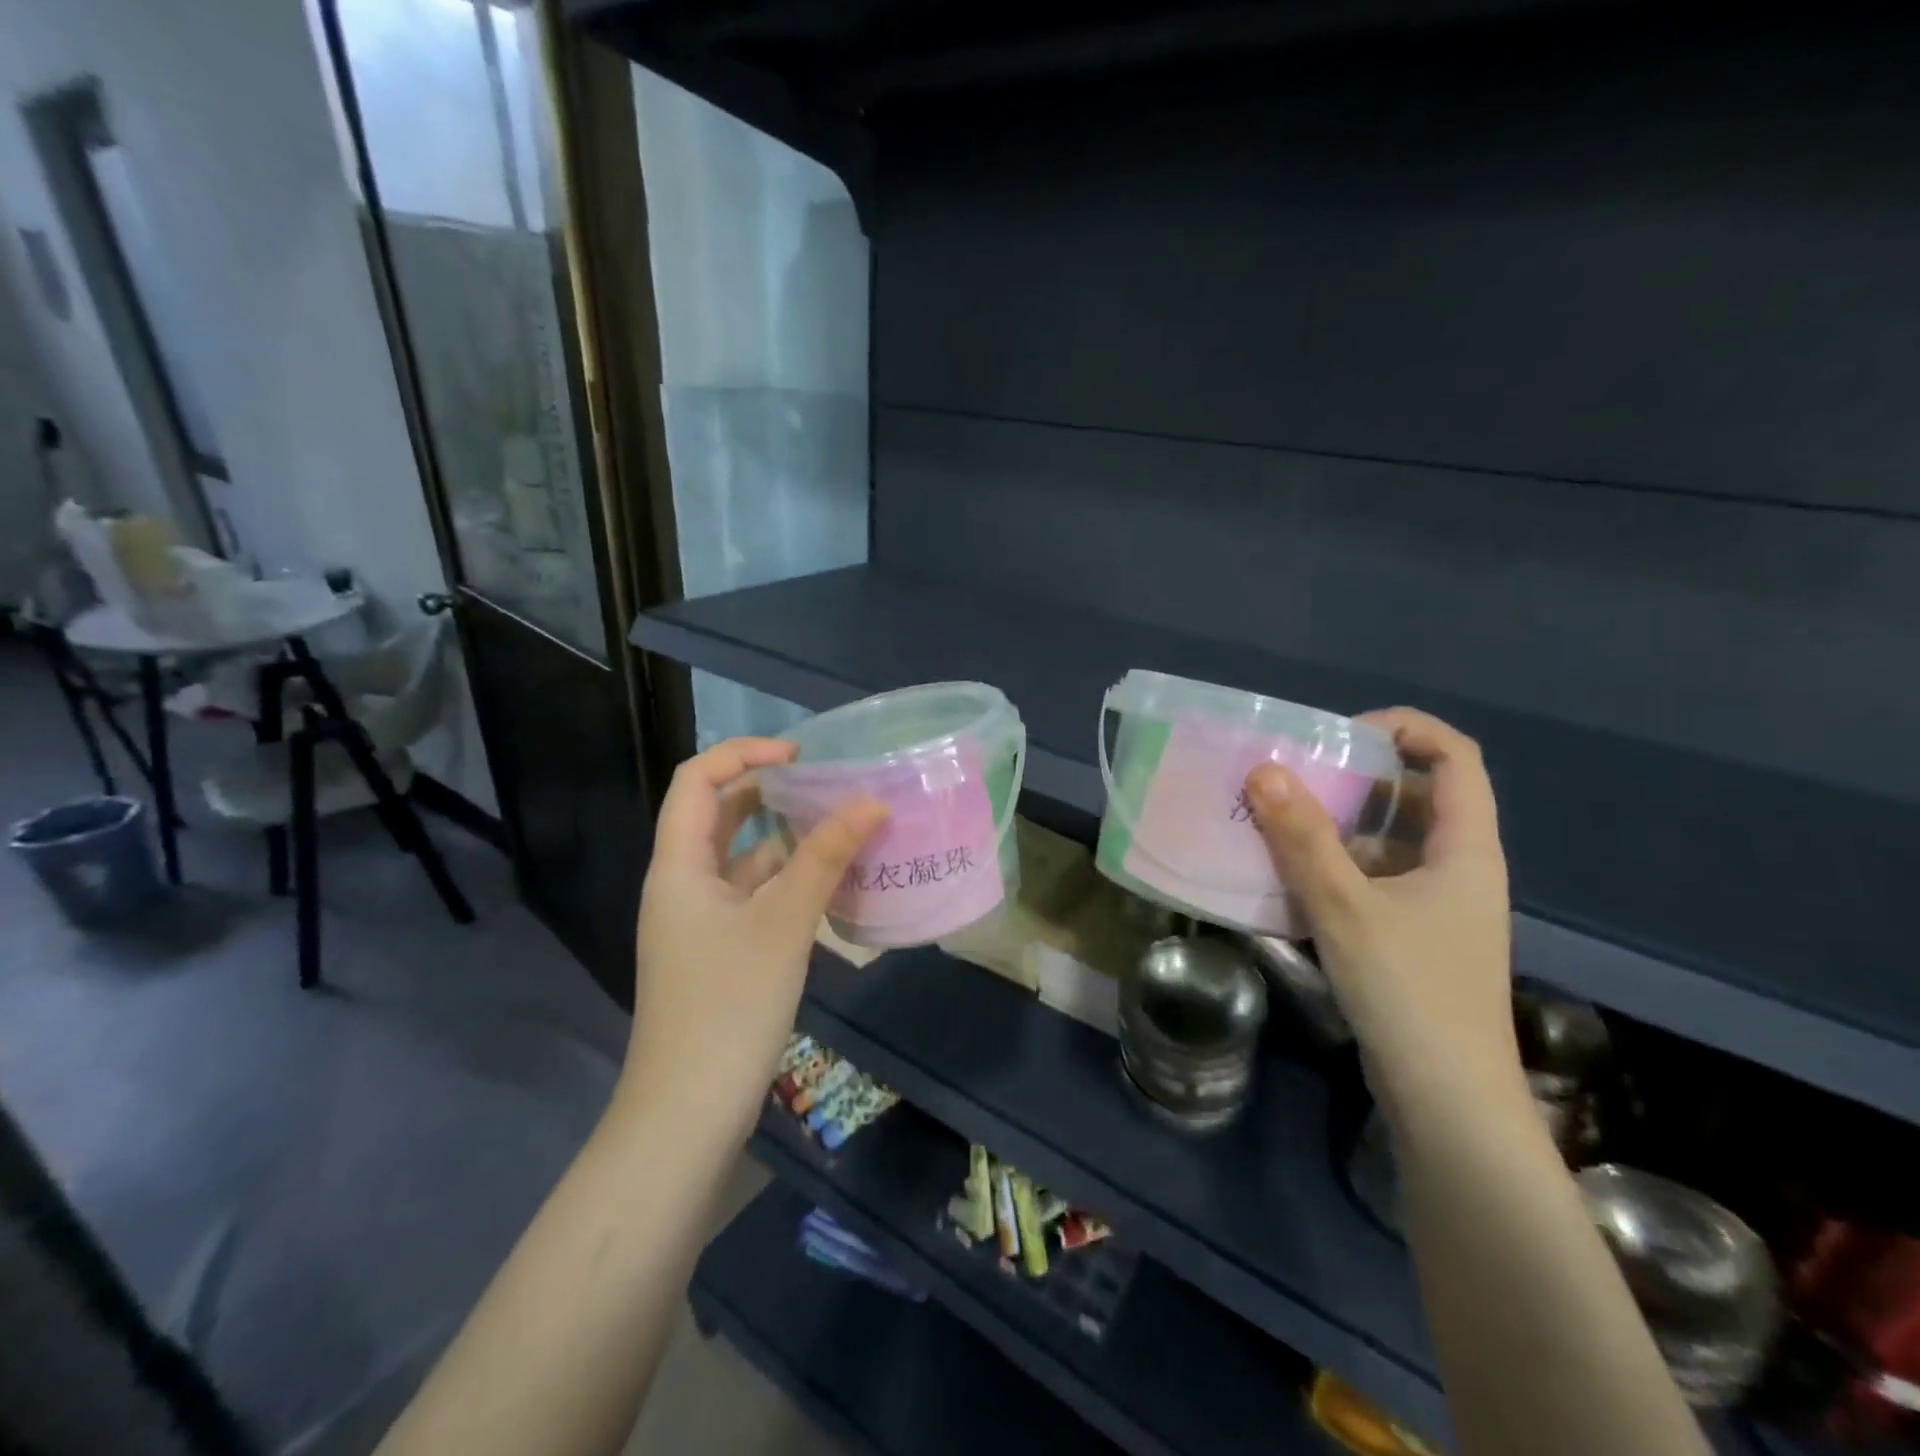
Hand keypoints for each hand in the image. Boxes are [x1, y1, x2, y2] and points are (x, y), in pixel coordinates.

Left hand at [622, 738, 887, 1137]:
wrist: (688, 1114)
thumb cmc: (729, 1007)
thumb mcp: (784, 924)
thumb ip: (826, 858)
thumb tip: (871, 803)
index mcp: (679, 866)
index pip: (697, 781)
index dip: (743, 754)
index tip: (799, 755)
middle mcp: (682, 885)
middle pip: (718, 815)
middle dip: (769, 791)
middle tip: (825, 784)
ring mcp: (699, 922)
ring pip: (740, 858)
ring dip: (784, 837)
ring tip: (839, 823)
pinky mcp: (719, 951)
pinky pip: (752, 895)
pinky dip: (787, 879)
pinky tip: (829, 881)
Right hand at [1245, 708, 1519, 1117]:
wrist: (1447, 1102)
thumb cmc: (1408, 992)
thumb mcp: (1345, 906)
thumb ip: (1302, 837)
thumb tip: (1263, 769)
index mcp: (1465, 849)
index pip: (1455, 758)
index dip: (1405, 729)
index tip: (1340, 735)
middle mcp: (1458, 869)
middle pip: (1418, 796)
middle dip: (1357, 776)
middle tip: (1296, 775)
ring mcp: (1438, 907)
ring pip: (1390, 841)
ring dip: (1337, 824)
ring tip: (1278, 820)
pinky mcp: (1414, 938)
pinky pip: (1374, 880)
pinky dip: (1334, 866)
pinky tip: (1288, 878)